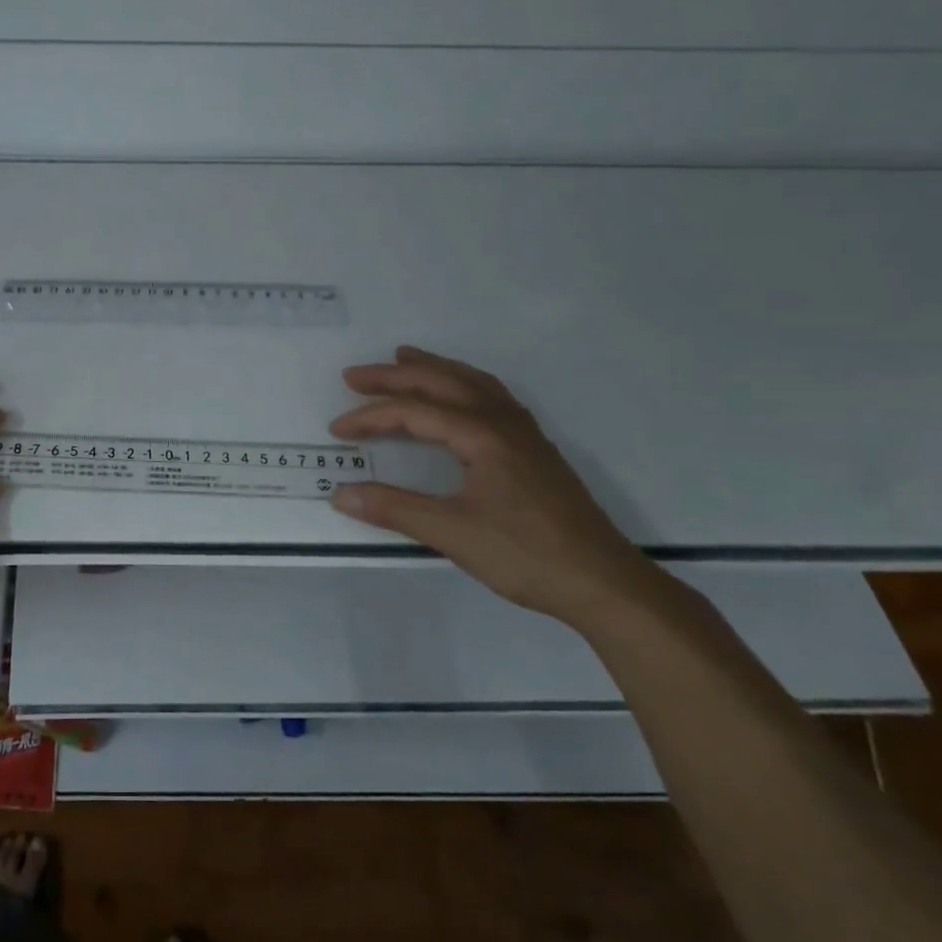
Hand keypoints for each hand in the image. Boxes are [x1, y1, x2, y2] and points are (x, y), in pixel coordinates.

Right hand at [328, 346, 663, 626]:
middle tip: (355, 375)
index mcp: (482, 435)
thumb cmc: (526, 556)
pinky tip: (458, 396)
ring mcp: (524, 434)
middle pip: (442, 382)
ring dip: (433, 369)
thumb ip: (394, 508)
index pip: (414, 412)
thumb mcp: (452, 533)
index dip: (370, 417)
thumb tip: (339, 493)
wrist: (604, 583)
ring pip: (472, 383)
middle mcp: (503, 422)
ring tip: (404, 358)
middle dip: (394, 376)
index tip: (337, 430)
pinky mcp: (535, 450)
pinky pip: (491, 397)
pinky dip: (463, 384)